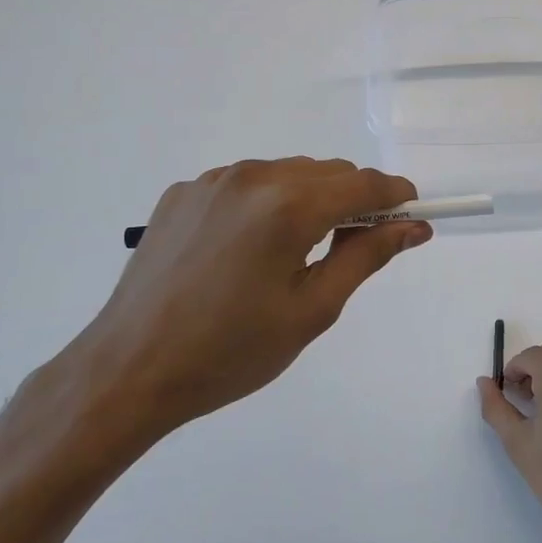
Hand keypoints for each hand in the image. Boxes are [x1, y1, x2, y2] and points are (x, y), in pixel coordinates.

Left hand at [63, 159, 428, 461]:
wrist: (128, 371)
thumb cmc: (231, 351)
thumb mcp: (312, 309)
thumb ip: (366, 256)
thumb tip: (413, 227)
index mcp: (288, 206)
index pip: (363, 184)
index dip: (395, 196)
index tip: (412, 215)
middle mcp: (252, 176)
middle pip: (327, 172)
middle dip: (354, 200)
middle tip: (356, 245)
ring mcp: (212, 180)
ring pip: (287, 173)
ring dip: (310, 198)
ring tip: (297, 252)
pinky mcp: (183, 192)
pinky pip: (245, 184)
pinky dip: (265, 203)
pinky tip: (247, 248)